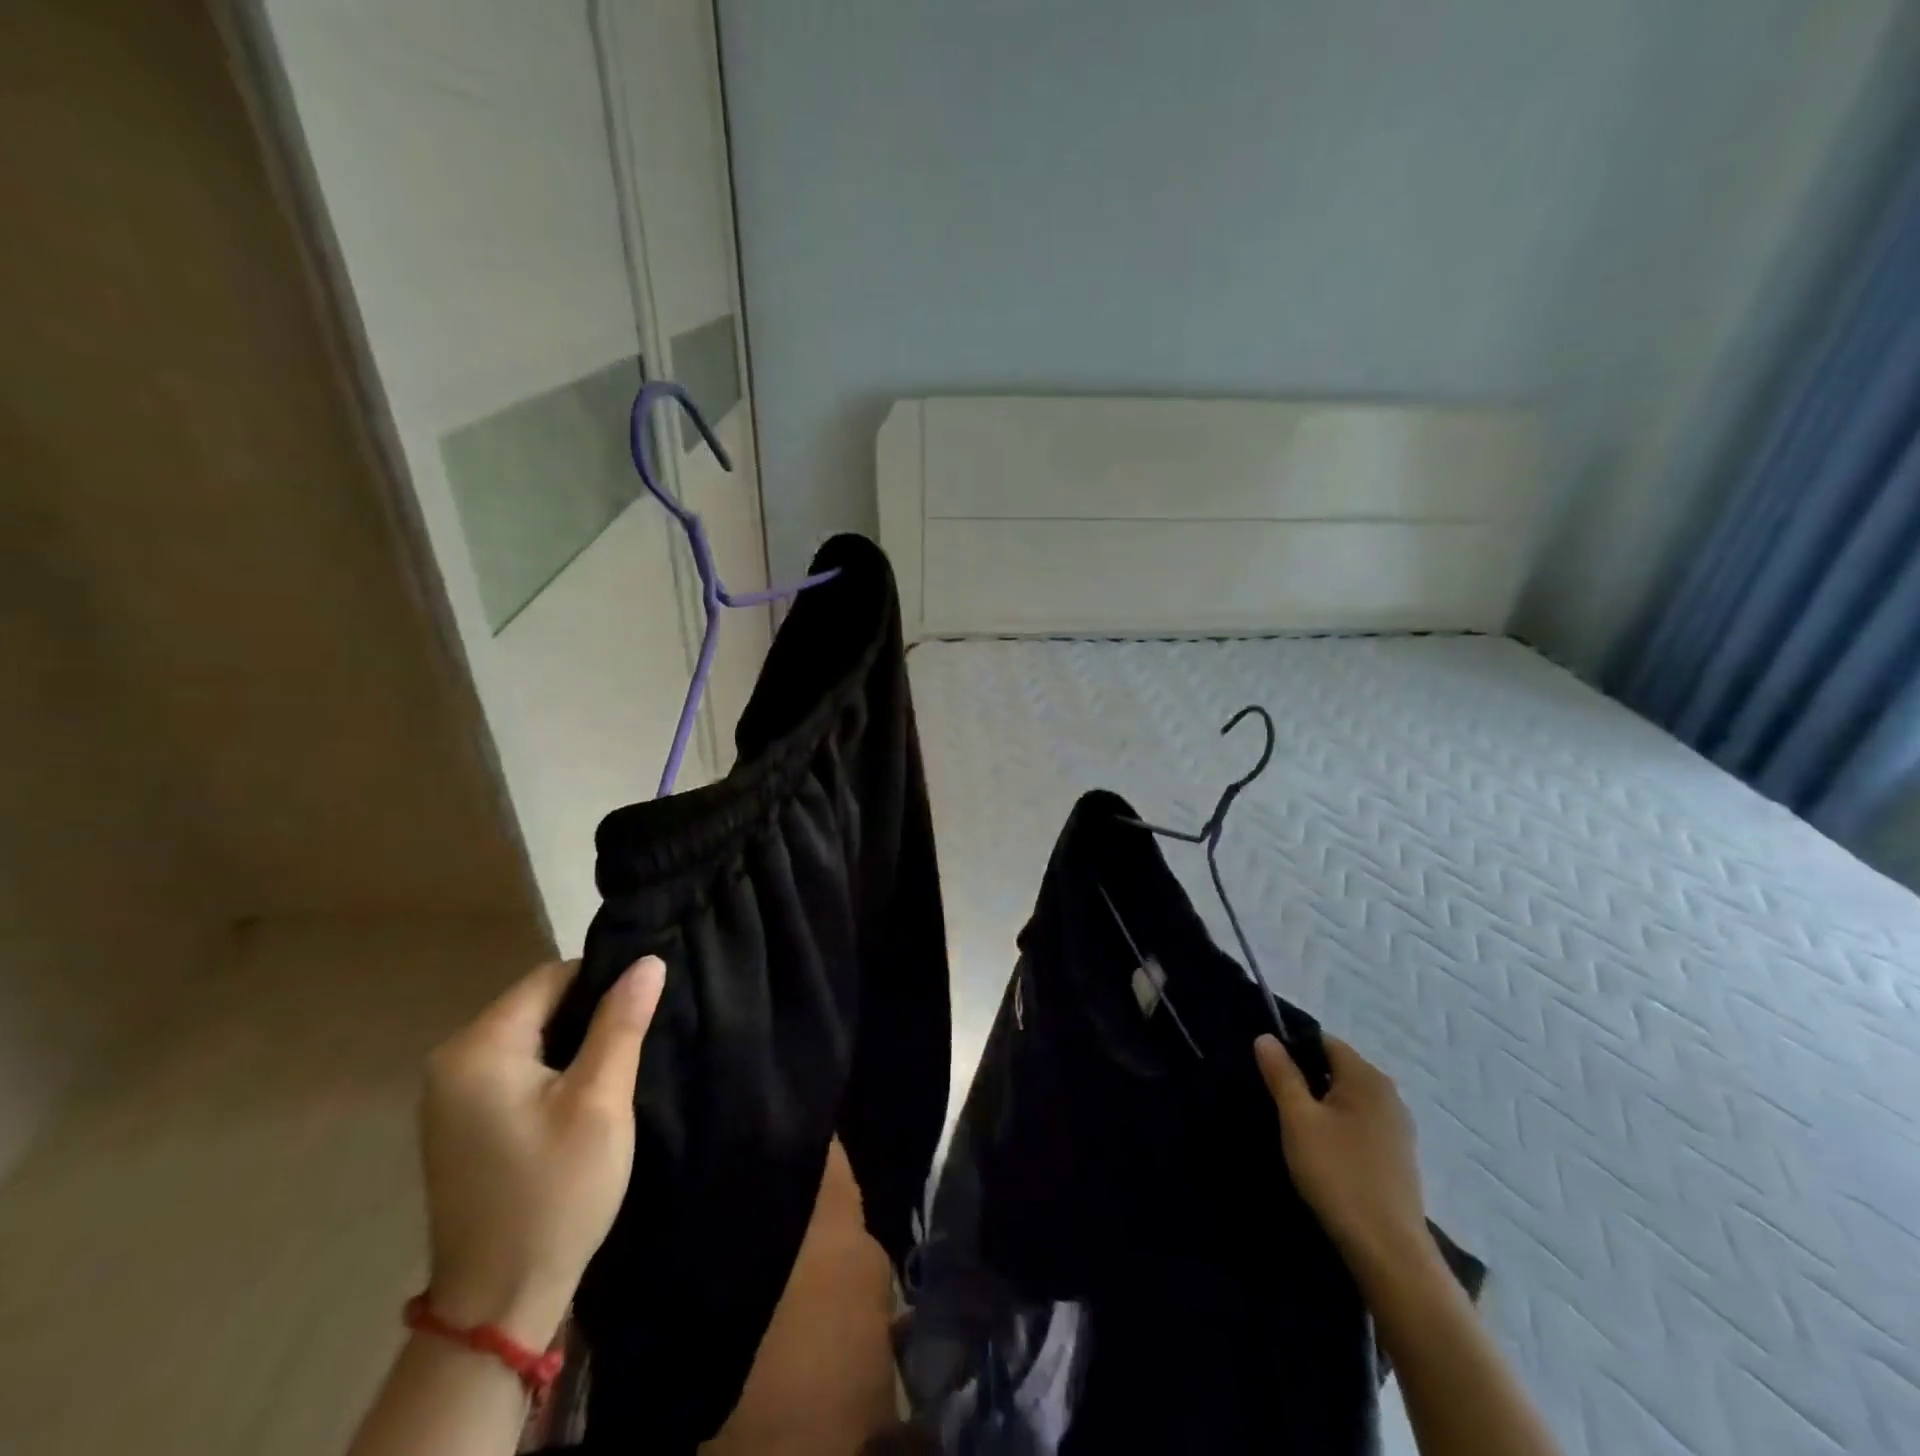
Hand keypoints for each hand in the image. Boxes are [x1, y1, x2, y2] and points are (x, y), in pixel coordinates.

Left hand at [419, 956, 665, 1345]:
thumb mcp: (600, 1100)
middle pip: (538, 1003)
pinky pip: (517, 1066)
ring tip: (620, 1061)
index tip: (645, 1006)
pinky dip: (555, 1067)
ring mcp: (451, 1094)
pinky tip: (585, 1092)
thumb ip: (621, 1023)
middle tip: (640, 1036)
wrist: (499, 1303)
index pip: (551, 977)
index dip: (604, 981)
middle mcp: (452, 1061)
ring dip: (575, 1042)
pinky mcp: (463, 1121)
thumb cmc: (555, 1192)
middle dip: (591, 1013)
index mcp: (478, 1048)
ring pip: (531, 1035)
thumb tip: (647, 961)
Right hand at [1255, 1033, 1429, 1280]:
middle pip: (1336, 1069)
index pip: (1323, 1041)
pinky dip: (1338, 1126)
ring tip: (1293, 1126)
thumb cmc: (1338, 1174)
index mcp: (1367, 1077)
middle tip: (1274, 1099)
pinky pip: (1360, 1123)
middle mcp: (1388, 1094)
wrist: (1388, 1251)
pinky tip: (1321, 1151)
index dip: (1291, 1048)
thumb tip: (1266, 1037)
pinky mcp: (1398, 1156)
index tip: (1267, 1069)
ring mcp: (1398, 1127)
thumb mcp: (1298, 1119)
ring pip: (1347, 1098)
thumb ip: (1281, 1074)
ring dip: (1321, 1105)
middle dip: (1305, 1077)